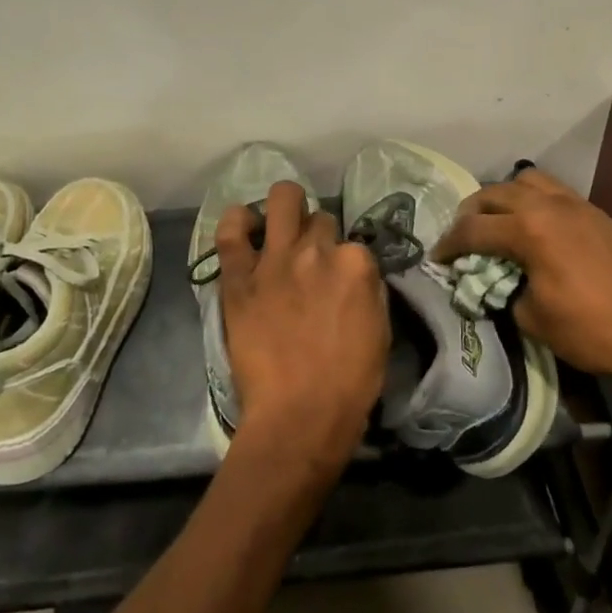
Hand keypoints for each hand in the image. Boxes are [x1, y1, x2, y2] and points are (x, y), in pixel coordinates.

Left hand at [216, 181, 387, 475]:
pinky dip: (236, 222)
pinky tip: (243, 226)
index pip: (352, 243)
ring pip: (282, 200)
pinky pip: (230, 231)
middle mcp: (317, 249)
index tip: (338, 280)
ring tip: (278, 226)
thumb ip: (368, 290)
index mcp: (357, 264)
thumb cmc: (350, 382)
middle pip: (319, 219)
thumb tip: (354, 274)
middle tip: (309, 259)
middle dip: (316, 235)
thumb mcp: (380, 330)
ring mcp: (276, 258)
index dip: (344, 261)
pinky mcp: (240, 276)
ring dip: (284, 208)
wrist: (300, 413)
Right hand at [434, 168, 611, 377]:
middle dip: (471, 212)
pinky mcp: (595, 213)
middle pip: (494, 193)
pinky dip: (532, 201)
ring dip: (504, 198)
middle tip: (462, 235)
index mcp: (528, 230)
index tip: (437, 258)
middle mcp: (548, 206)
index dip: (449, 244)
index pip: (473, 229)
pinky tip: (532, 227)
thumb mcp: (532, 317)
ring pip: (527, 181)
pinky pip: (553, 192)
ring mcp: (575, 205)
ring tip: (497, 221)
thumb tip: (495, 281)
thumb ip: (504, 290)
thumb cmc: (589, 329)